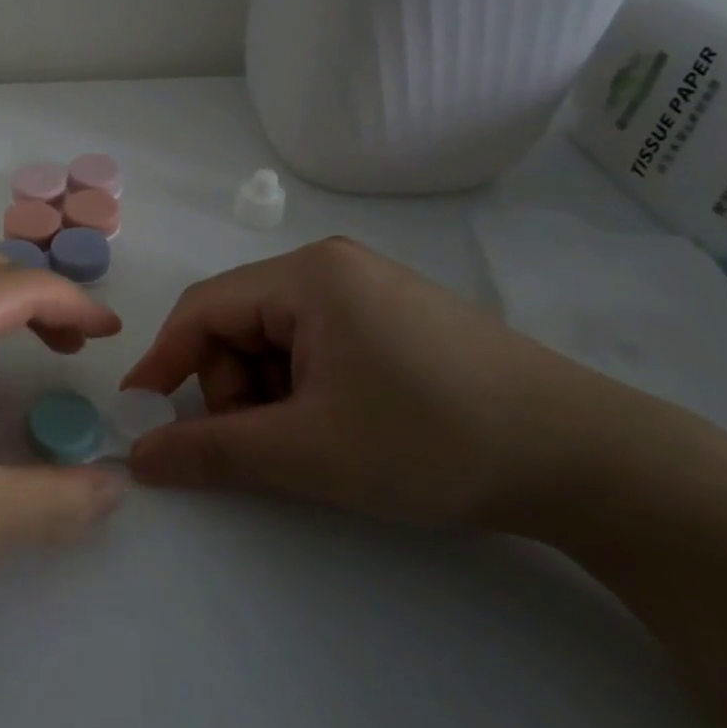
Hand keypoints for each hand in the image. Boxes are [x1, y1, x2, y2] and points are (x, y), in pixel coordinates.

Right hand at [121, 238, 600, 529]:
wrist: (587, 460)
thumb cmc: (432, 441)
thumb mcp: (309, 452)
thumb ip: (213, 452)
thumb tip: (139, 456)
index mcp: (306, 276)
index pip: (203, 308)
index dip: (164, 361)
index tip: (140, 414)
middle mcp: (331, 267)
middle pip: (239, 323)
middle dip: (231, 387)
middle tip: (260, 447)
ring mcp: (367, 289)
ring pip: (276, 338)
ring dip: (269, 393)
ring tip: (310, 444)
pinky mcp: (393, 317)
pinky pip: (316, 344)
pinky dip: (305, 388)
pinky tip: (340, 426)